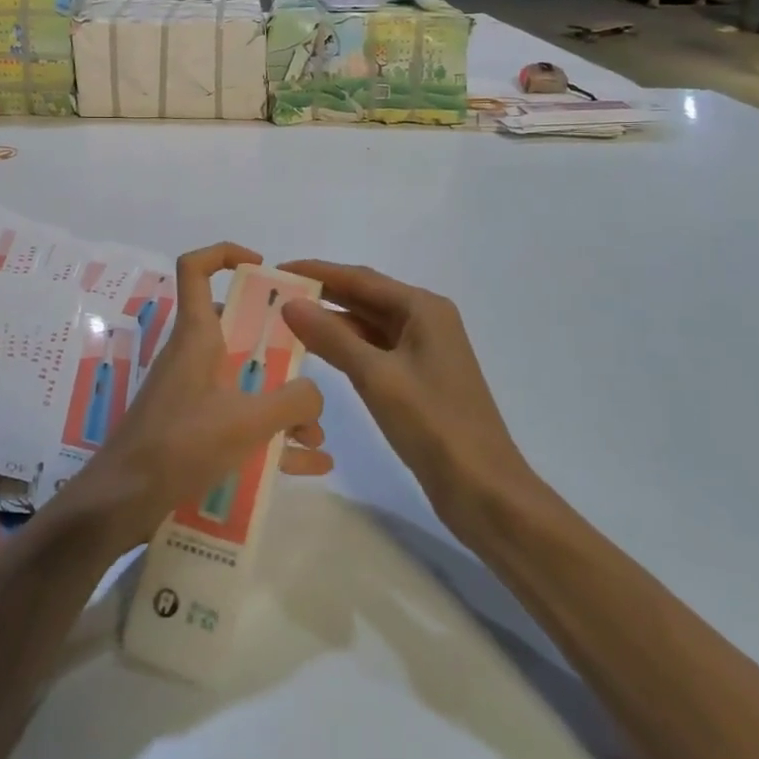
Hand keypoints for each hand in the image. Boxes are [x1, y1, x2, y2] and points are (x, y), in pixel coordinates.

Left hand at [55, 243, 330, 552]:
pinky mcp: (191, 430)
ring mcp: (191, 394)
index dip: (225, 254)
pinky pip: (239, 423)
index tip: (263, 266)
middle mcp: (193, 357)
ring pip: (243, 382)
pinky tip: (311, 463)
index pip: (196, 269)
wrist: (122, 501)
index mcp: (197, 336)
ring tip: (316, 435)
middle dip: (277, 347)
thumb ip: (293, 401)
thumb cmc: (181, 445)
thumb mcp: (248, 421)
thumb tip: (314, 394)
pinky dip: (271, 437)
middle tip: (308, 367)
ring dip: (281, 402)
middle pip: (236, 330)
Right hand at [278, 261, 532, 540]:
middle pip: (364, 297)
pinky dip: (345, 348)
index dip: (316, 272)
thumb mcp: (376, 376)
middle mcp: (425, 321)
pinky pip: (373, 350)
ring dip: (330, 322)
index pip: (359, 278)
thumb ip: (331, 337)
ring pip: (367, 325)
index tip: (276, 269)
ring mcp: (423, 351)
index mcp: (423, 309)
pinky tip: (315, 352)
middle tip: (274, 294)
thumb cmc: (433, 424)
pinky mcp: (417, 379)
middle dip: (321, 294)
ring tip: (285, 321)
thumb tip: (290, 303)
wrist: (484, 489)